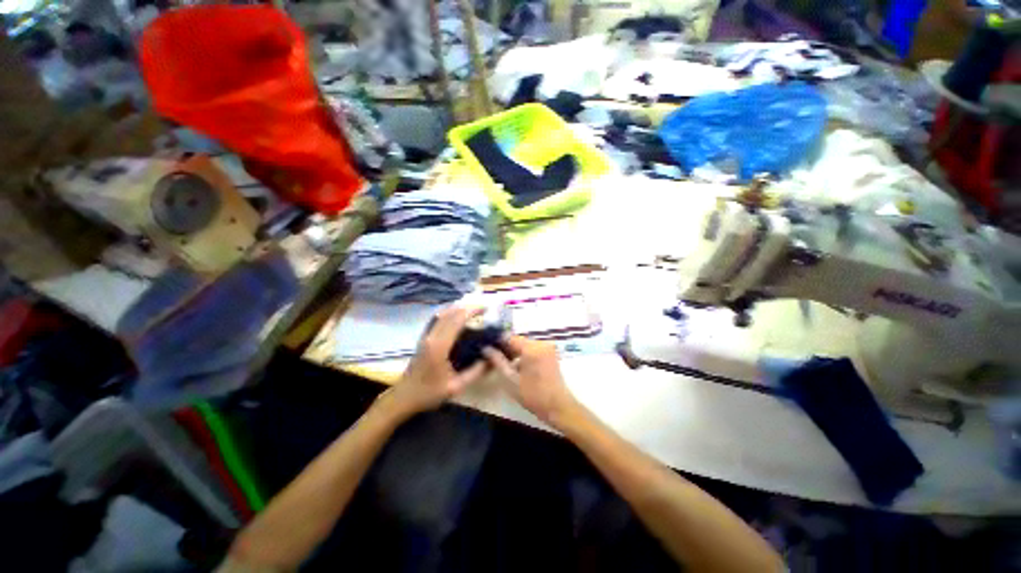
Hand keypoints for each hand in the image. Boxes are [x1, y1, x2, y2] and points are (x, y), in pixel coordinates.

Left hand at [388, 307, 488, 416]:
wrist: (404, 397)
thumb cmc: (430, 393)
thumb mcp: (456, 386)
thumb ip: (476, 371)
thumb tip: (492, 358)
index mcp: (440, 346)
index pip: (457, 320)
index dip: (472, 311)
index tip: (486, 308)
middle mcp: (432, 336)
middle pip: (450, 313)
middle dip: (467, 307)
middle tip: (483, 308)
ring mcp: (425, 335)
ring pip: (442, 313)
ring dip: (458, 308)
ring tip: (472, 310)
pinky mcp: (423, 337)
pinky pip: (437, 319)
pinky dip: (449, 313)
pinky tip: (456, 316)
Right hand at [483, 336, 578, 426]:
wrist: (558, 407)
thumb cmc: (533, 395)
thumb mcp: (510, 380)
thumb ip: (498, 361)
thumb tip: (486, 348)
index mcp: (531, 348)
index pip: (510, 337)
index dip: (497, 342)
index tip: (486, 348)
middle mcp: (541, 343)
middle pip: (518, 341)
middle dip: (506, 348)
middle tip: (492, 357)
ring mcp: (548, 348)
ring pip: (525, 345)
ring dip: (514, 352)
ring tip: (502, 363)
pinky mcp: (551, 354)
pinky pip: (533, 350)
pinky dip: (524, 355)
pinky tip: (516, 366)